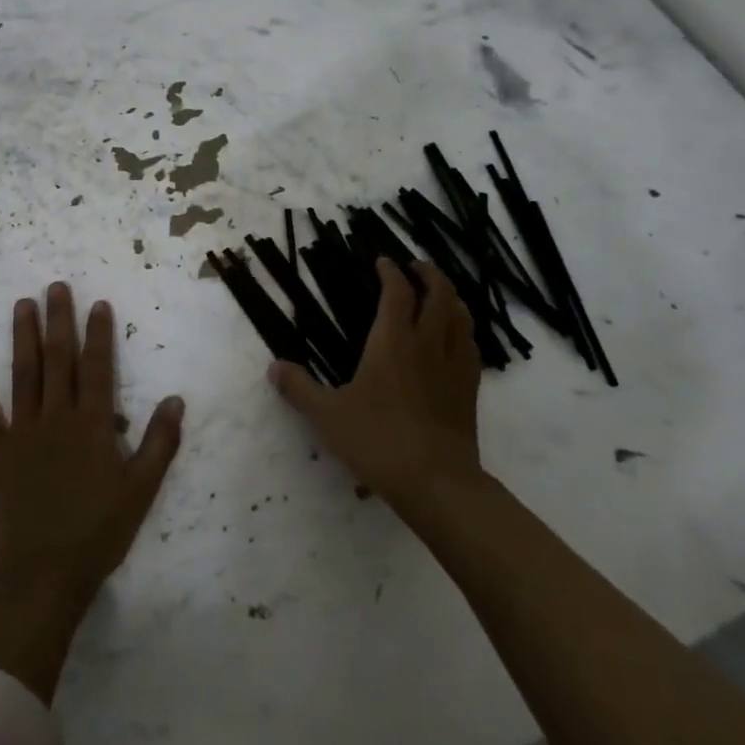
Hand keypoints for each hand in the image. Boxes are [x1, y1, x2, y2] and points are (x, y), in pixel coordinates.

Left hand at [0, 283, 185, 610]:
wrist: (41, 576)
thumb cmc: (97, 534)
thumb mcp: (140, 492)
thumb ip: (159, 444)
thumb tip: (175, 399)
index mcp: (93, 425)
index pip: (97, 368)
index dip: (98, 334)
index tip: (97, 304)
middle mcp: (57, 417)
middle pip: (58, 359)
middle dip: (59, 320)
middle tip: (56, 286)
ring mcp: (22, 431)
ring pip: (24, 374)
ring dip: (23, 336)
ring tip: (23, 304)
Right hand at [268, 258, 482, 510]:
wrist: (437, 482)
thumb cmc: (378, 441)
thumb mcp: (328, 416)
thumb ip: (299, 388)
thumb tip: (273, 367)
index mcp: (393, 341)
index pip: (396, 291)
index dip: (390, 272)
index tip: (381, 261)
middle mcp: (427, 343)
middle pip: (439, 293)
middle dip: (427, 273)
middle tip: (414, 266)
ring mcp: (454, 365)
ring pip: (461, 316)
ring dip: (450, 296)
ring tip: (439, 294)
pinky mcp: (469, 389)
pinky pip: (471, 345)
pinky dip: (463, 329)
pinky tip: (456, 339)